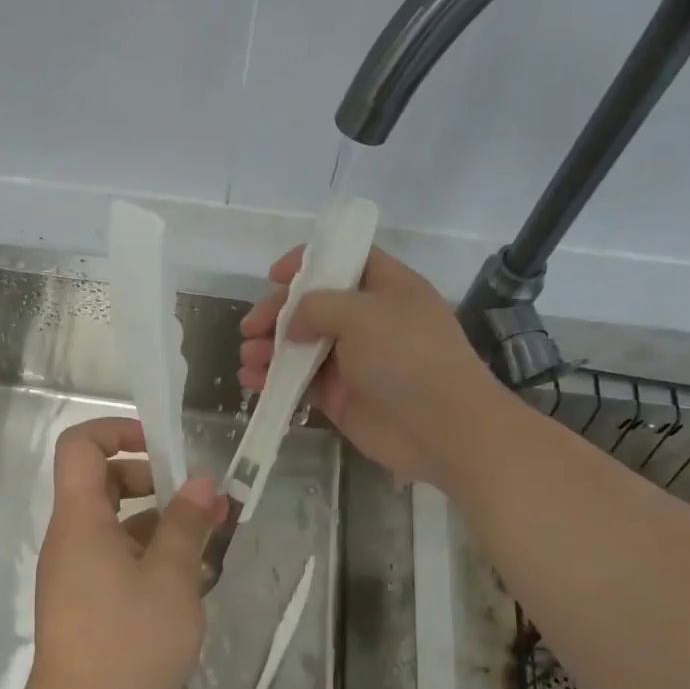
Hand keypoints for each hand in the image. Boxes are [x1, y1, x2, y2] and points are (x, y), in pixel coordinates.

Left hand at [21, 416, 223, 688]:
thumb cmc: (129, 646)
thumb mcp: (172, 580)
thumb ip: (186, 524)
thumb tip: (199, 483)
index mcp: (81, 520)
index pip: (81, 445)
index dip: (118, 431)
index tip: (162, 449)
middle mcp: (70, 538)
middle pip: (101, 480)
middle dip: (152, 479)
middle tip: (197, 500)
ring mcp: (75, 572)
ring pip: (115, 523)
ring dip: (159, 521)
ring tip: (209, 540)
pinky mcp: (84, 602)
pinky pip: (116, 558)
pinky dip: (149, 555)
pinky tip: (191, 578)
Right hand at [238, 246, 501, 489]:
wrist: (441, 428)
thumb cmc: (407, 356)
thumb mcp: (361, 313)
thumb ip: (317, 306)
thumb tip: (293, 324)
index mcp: (386, 287)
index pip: (344, 260)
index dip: (308, 261)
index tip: (274, 275)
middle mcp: (369, 319)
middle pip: (314, 304)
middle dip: (277, 313)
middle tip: (251, 328)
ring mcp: (354, 359)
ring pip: (301, 345)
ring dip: (270, 348)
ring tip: (248, 358)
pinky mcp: (341, 396)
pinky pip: (300, 381)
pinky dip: (274, 380)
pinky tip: (252, 382)